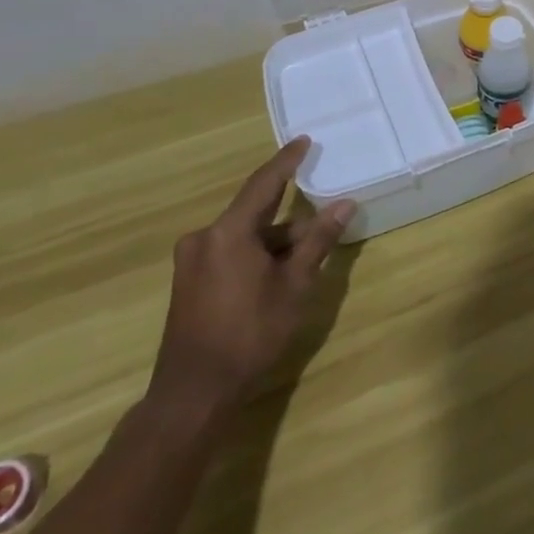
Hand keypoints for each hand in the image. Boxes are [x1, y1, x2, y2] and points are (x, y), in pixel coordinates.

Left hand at [147, 137, 353, 417]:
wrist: (194, 393)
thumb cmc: (250, 334)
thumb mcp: (294, 286)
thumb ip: (318, 241)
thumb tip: (344, 204)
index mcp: (228, 232)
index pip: (264, 183)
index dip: (287, 161)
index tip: (304, 140)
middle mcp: (204, 238)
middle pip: (256, 213)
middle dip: (291, 217)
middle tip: (322, 220)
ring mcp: (192, 261)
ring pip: (244, 236)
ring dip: (275, 241)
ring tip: (308, 256)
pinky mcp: (189, 281)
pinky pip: (230, 252)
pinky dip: (257, 254)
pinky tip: (279, 273)